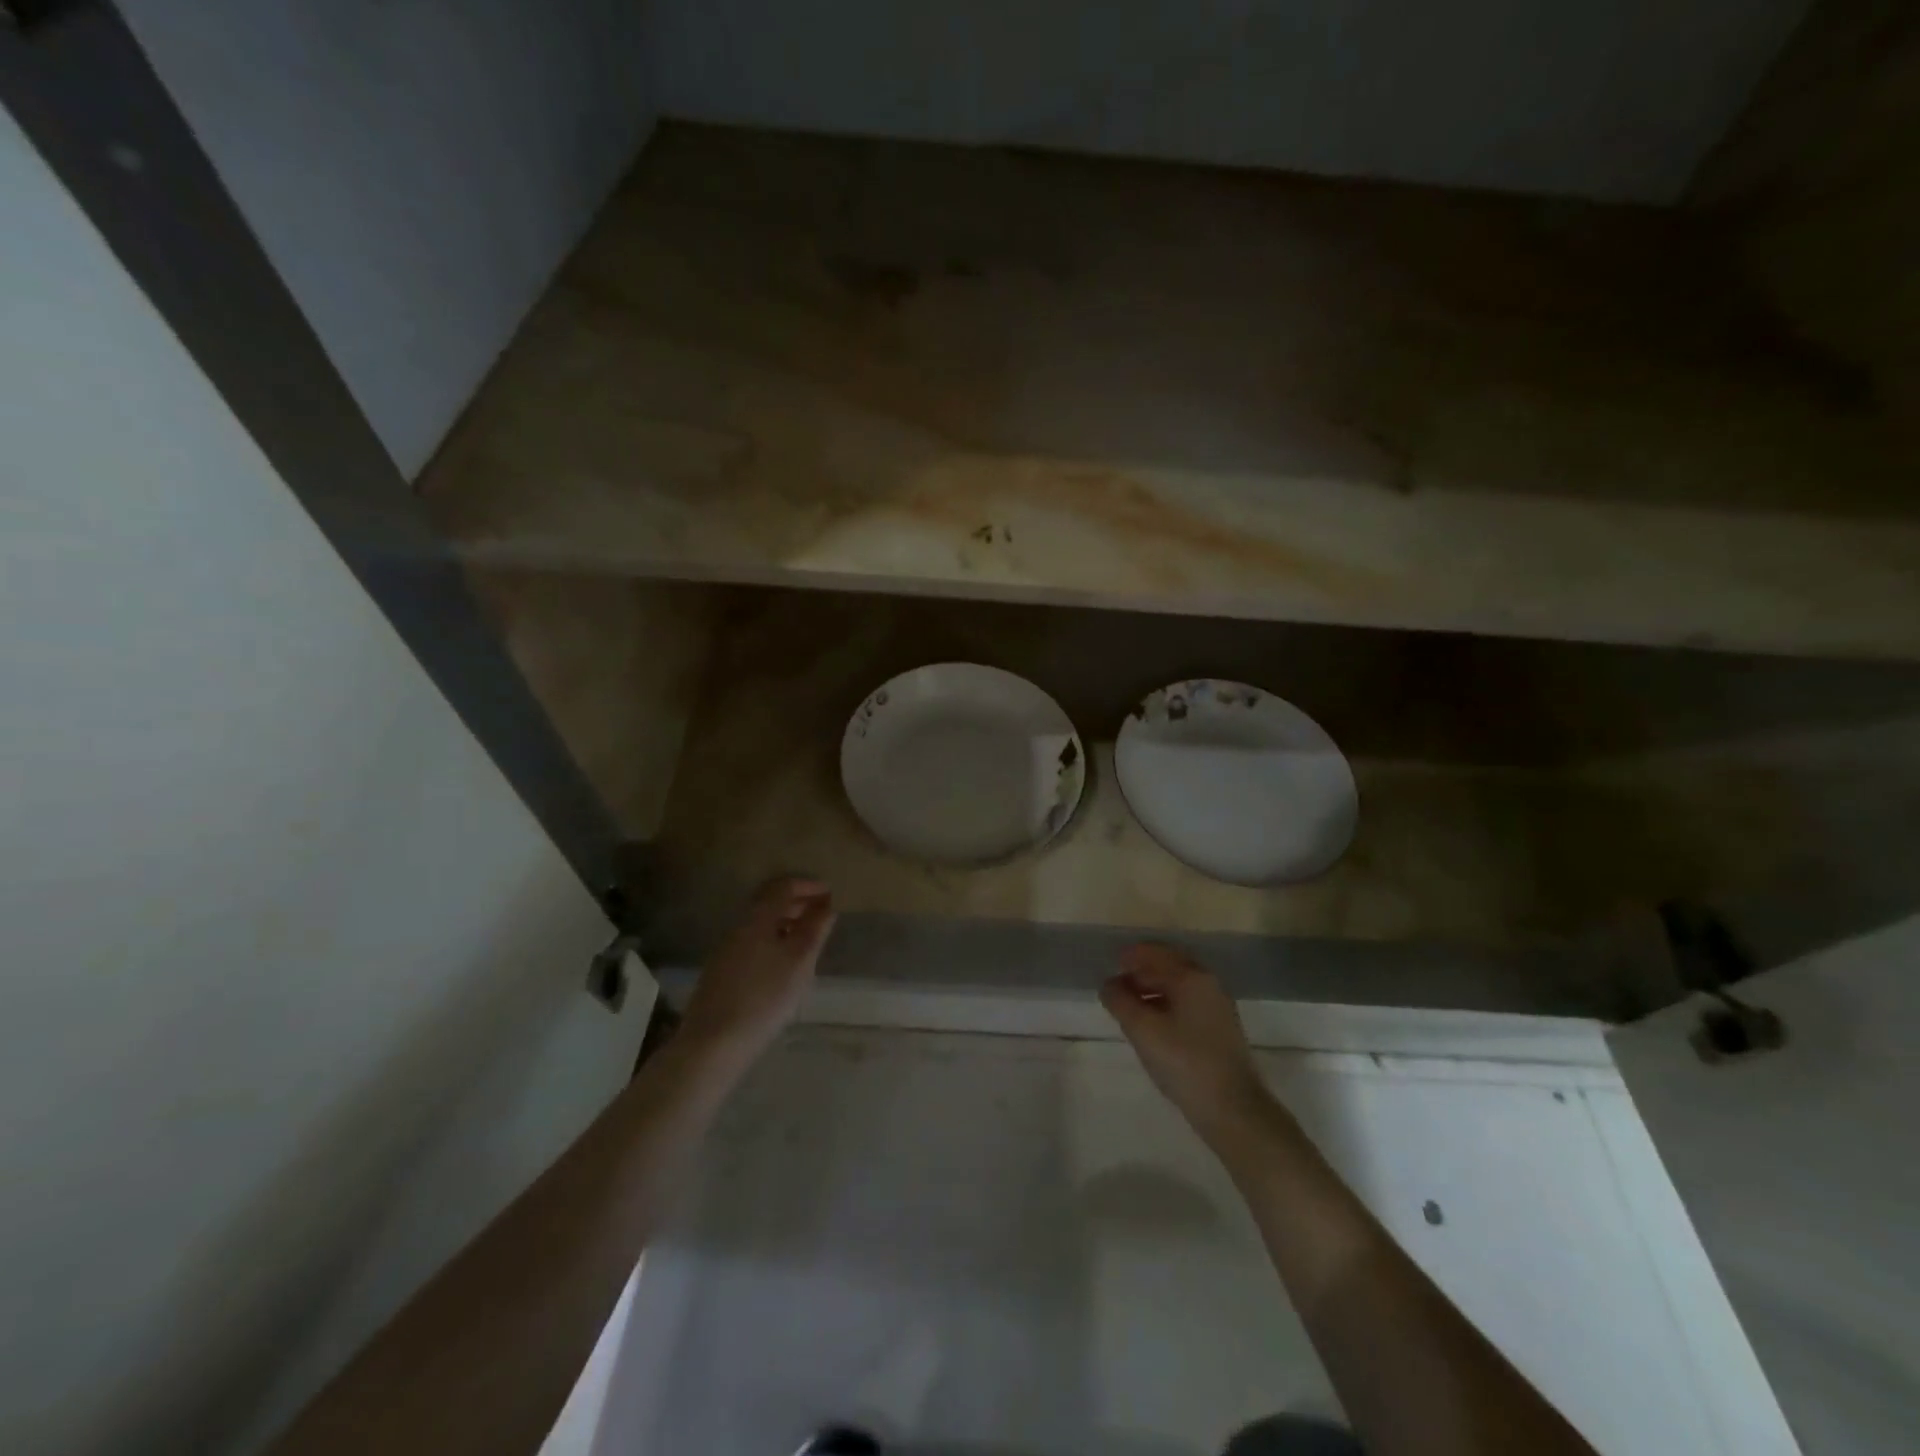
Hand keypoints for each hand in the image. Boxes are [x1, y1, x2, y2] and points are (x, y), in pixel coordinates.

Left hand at [680, 878, 836, 1063]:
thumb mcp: (800, 962)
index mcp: (757, 918)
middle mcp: (739, 926)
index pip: (784, 886)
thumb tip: (827, 906)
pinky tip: (784, 960)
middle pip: (769, 901)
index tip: (831, 893)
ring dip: (786, 920)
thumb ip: (815, 930)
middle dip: (798, 901)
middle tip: (823, 912)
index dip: (809, 885)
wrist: (713, 1042)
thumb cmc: (764, 997)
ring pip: (760, 922)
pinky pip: (753, 940)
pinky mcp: (721, 969)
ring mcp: (726, 948)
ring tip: (809, 936)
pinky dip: (773, 938)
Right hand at [1101, 943, 1273, 1140]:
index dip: (1131, 955)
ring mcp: (1217, 1007)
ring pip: (1178, 986)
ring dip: (1152, 989)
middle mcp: (1208, 984)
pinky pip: (1186, 1004)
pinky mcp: (1219, 1030)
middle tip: (1116, 986)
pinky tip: (1151, 1024)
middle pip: (1169, 966)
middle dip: (1141, 972)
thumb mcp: (1143, 1030)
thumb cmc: (1184, 1062)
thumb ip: (1120, 1001)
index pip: (1156, 952)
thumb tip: (1108, 984)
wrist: (1233, 1109)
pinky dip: (1165, 1005)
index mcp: (1191, 977)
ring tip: (1128, 1006)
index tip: (1111, 963)